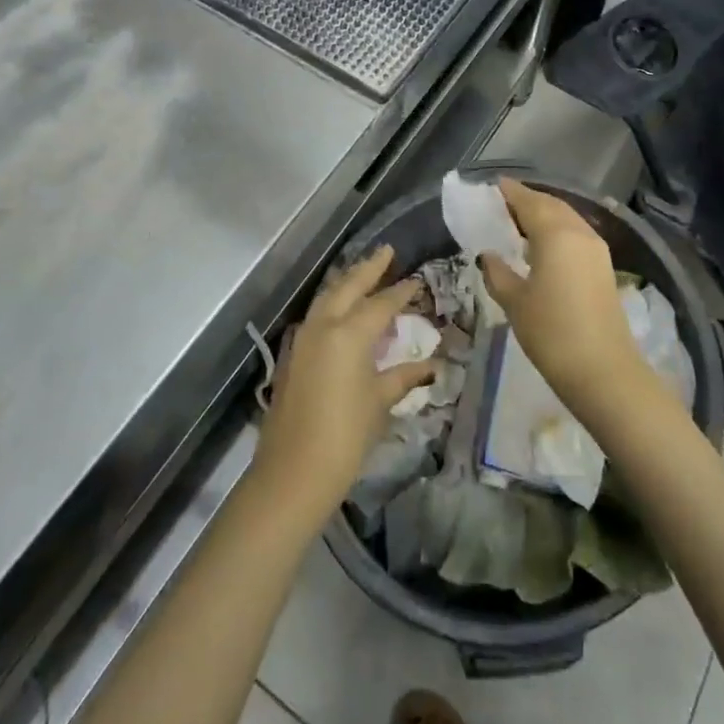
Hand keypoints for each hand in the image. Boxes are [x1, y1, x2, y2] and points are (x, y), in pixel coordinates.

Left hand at [251, 246, 436, 524]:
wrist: (293, 472)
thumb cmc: (345, 436)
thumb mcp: (380, 402)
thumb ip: (403, 376)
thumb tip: (430, 365)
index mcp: (349, 333)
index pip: (381, 303)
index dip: (401, 292)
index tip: (417, 280)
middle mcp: (324, 325)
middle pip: (348, 286)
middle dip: (368, 268)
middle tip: (386, 251)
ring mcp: (303, 337)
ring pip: (328, 297)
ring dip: (347, 282)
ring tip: (365, 273)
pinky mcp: (293, 353)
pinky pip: (317, 315)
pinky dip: (333, 303)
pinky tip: (342, 309)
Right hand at [482, 180, 652, 415]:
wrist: (603, 371)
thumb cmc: (551, 332)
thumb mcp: (514, 302)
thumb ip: (497, 272)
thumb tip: (488, 255)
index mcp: (555, 233)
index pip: (528, 201)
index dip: (509, 192)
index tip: (491, 187)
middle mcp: (579, 232)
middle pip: (550, 204)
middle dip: (526, 200)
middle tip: (500, 204)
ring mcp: (596, 248)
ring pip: (566, 218)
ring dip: (543, 214)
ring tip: (517, 222)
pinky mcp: (603, 266)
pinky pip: (575, 233)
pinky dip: (556, 229)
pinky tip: (541, 245)